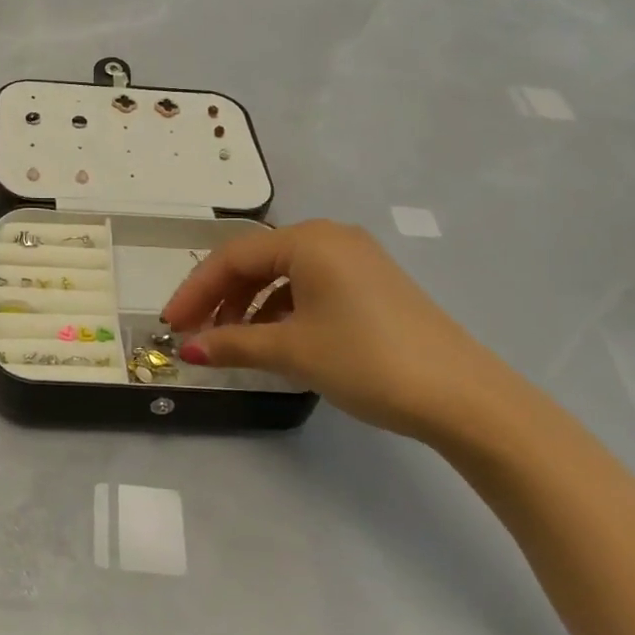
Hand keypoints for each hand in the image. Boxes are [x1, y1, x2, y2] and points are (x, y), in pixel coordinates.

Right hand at [161, 220, 520, 441]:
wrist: (464, 397)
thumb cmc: (368, 361)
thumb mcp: (293, 352)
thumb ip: (234, 344)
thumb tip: (188, 349)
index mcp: (308, 240)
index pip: (232, 256)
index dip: (195, 290)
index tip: (170, 323)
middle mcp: (330, 237)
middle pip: (256, 261)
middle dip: (220, 297)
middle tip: (193, 333)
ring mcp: (355, 259)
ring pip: (282, 274)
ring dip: (249, 305)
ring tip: (230, 342)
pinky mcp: (371, 284)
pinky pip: (309, 286)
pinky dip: (281, 309)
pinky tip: (272, 339)